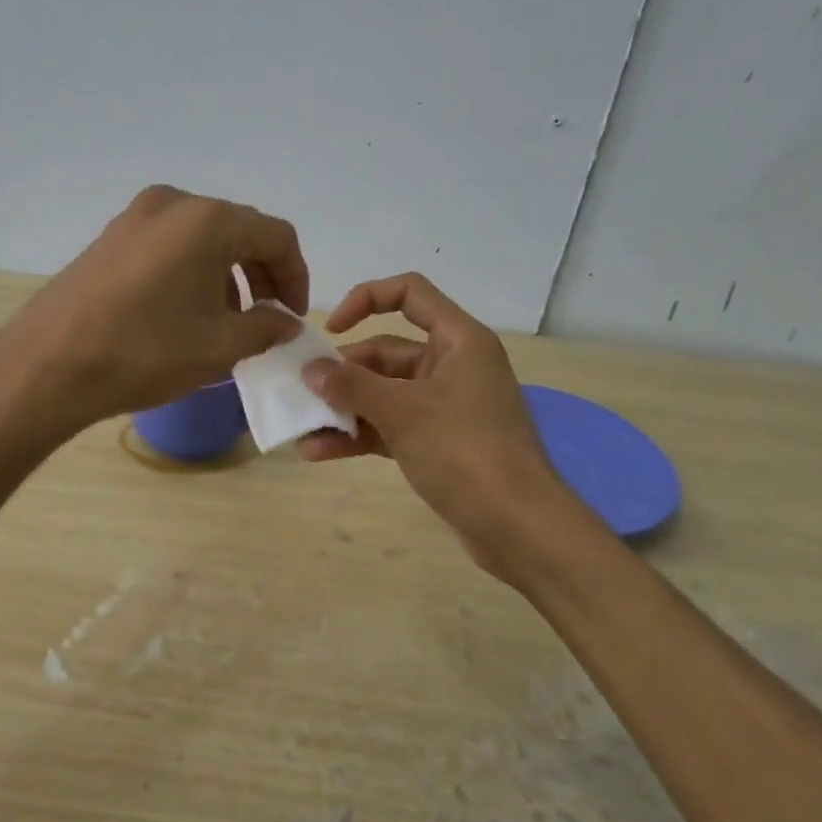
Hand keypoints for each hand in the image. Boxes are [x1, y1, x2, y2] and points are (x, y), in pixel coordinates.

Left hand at [0, 186, 306, 429]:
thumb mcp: (219, 348)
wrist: (47, 366)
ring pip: (202, 238)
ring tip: (225, 322)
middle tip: (266, 319)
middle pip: (239, 230)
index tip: (293, 317)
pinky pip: (168, 246)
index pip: (276, 235)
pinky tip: (184, 313)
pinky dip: (192, 272)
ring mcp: (134, 217)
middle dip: (261, 275)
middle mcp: (172, 204)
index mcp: (207, 220)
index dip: (296, 276)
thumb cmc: (144, 353)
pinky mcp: (109, 238)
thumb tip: (285, 321)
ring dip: (226, 275)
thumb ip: (266, 328)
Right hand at [297, 273, 580, 574]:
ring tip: (303, 429)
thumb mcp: (402, 412)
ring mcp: (445, 407)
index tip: (331, 330)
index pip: (409, 294)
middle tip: (303, 392)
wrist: (518, 527)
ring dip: (345, 409)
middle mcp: (452, 366)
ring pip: (384, 394)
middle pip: (387, 352)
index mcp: (458, 341)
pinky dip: (360, 435)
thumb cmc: (465, 452)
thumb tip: (309, 369)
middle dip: (344, 373)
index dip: (366, 299)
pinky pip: (390, 426)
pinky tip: (321, 452)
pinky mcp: (437, 442)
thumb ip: (351, 386)